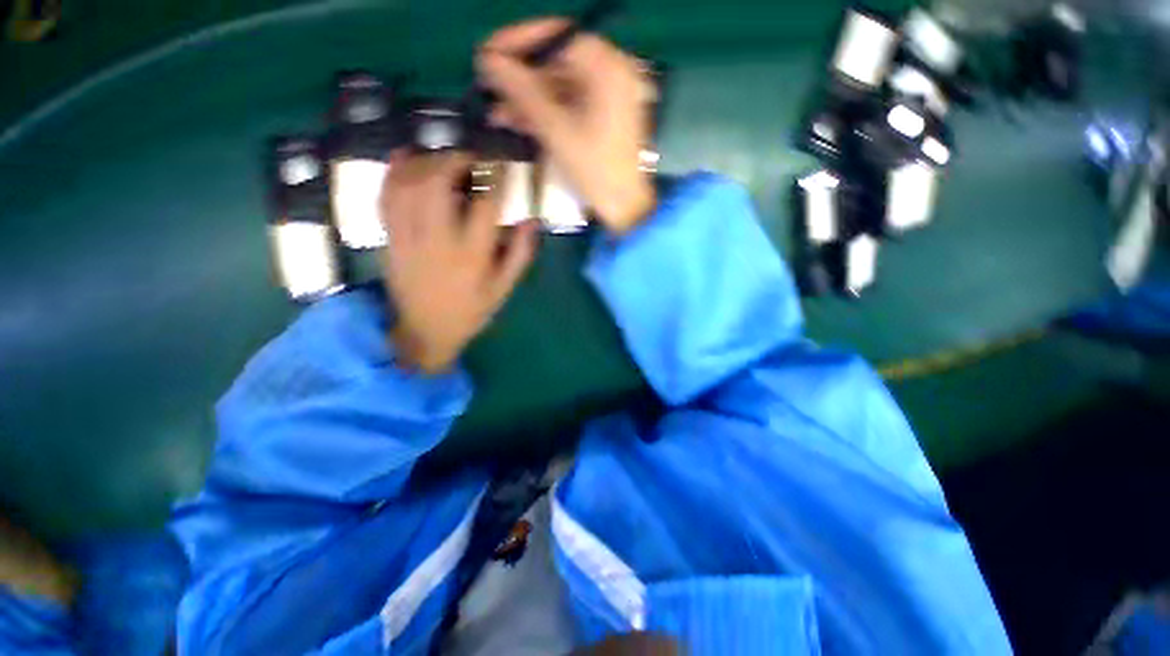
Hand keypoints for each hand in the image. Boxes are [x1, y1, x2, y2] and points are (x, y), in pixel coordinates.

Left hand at [381, 152, 537, 373]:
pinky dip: (393, 172)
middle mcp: (439, 240)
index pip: (486, 204)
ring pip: (410, 185)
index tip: (502, 163)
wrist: (425, 331)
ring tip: (444, 157)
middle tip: (471, 156)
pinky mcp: (390, 239)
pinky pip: (386, 197)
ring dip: (427, 161)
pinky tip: (405, 157)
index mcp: (472, 255)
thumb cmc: (470, 311)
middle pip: (438, 183)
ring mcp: (408, 238)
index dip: (496, 177)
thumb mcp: (503, 289)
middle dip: (456, 159)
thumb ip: (520, 254)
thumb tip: (531, 220)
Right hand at [477, 19, 656, 233]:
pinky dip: (543, 114)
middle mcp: (610, 74)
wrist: (624, 208)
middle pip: (556, 63)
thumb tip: (488, 60)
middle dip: (520, 79)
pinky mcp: (600, 117)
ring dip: (527, 100)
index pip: (558, 37)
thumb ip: (523, 93)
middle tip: (487, 87)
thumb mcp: (557, 132)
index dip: (519, 42)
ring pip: (558, 88)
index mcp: (608, 69)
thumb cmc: (596, 171)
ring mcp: (606, 97)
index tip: (488, 53)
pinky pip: (566, 106)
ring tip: (495, 113)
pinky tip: (516, 123)